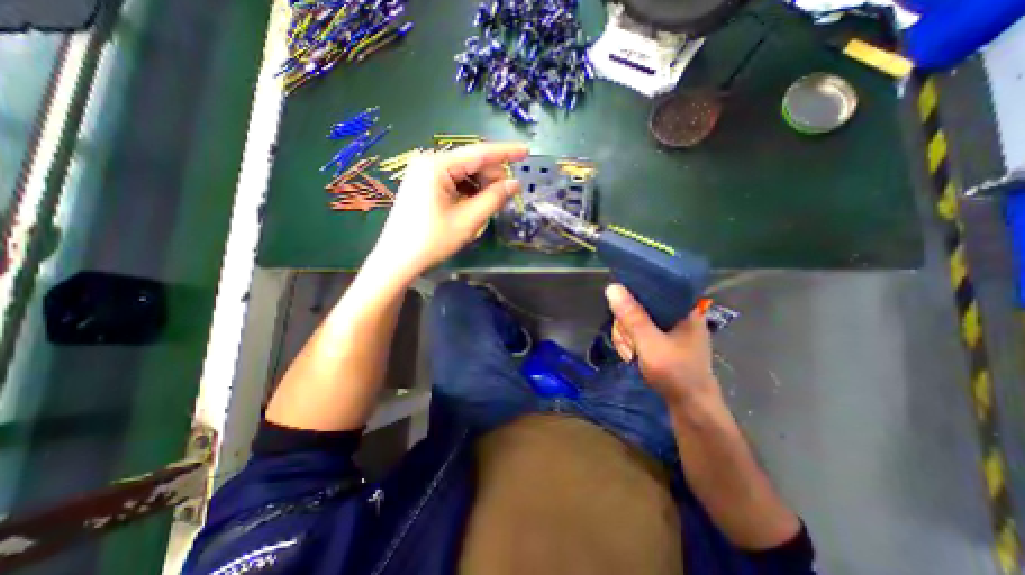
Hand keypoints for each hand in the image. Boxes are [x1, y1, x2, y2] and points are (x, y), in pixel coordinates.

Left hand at [369, 141, 528, 277]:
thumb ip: (493, 198)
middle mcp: (429, 162)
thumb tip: (515, 184)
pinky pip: (452, 181)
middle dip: (492, 176)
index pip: (479, 153)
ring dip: (480, 185)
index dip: (505, 152)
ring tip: (491, 203)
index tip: (526, 150)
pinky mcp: (422, 185)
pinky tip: (475, 203)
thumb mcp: (467, 220)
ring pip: (463, 172)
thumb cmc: (432, 241)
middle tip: (507, 195)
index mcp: (437, 165)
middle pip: (470, 162)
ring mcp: (423, 173)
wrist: (397, 260)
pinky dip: (468, 190)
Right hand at [602, 283, 715, 404]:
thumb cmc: (676, 373)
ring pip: (637, 320)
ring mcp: (670, 330)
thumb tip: (612, 288)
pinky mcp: (663, 342)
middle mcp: (678, 315)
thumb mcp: (650, 343)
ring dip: (628, 336)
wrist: (691, 408)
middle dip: (628, 325)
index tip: (622, 309)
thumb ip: (632, 317)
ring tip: (631, 353)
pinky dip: (632, 343)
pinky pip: (640, 333)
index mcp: (684, 308)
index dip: (634, 294)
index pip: (655, 286)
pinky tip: (631, 354)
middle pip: (641, 305)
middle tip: (629, 342)